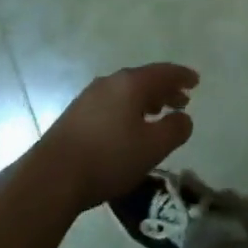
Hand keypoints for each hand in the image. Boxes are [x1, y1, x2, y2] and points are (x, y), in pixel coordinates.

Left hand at [26, 63, 198, 213]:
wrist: (52, 176)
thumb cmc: (109, 158)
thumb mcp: (152, 148)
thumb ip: (175, 129)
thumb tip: (184, 117)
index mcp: (131, 83)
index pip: (163, 72)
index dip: (182, 76)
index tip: (196, 81)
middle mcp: (110, 82)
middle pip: (144, 79)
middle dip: (165, 89)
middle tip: (182, 100)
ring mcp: (89, 96)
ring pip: (126, 91)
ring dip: (145, 100)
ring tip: (158, 113)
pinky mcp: (75, 114)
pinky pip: (111, 102)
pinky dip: (128, 108)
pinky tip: (128, 126)